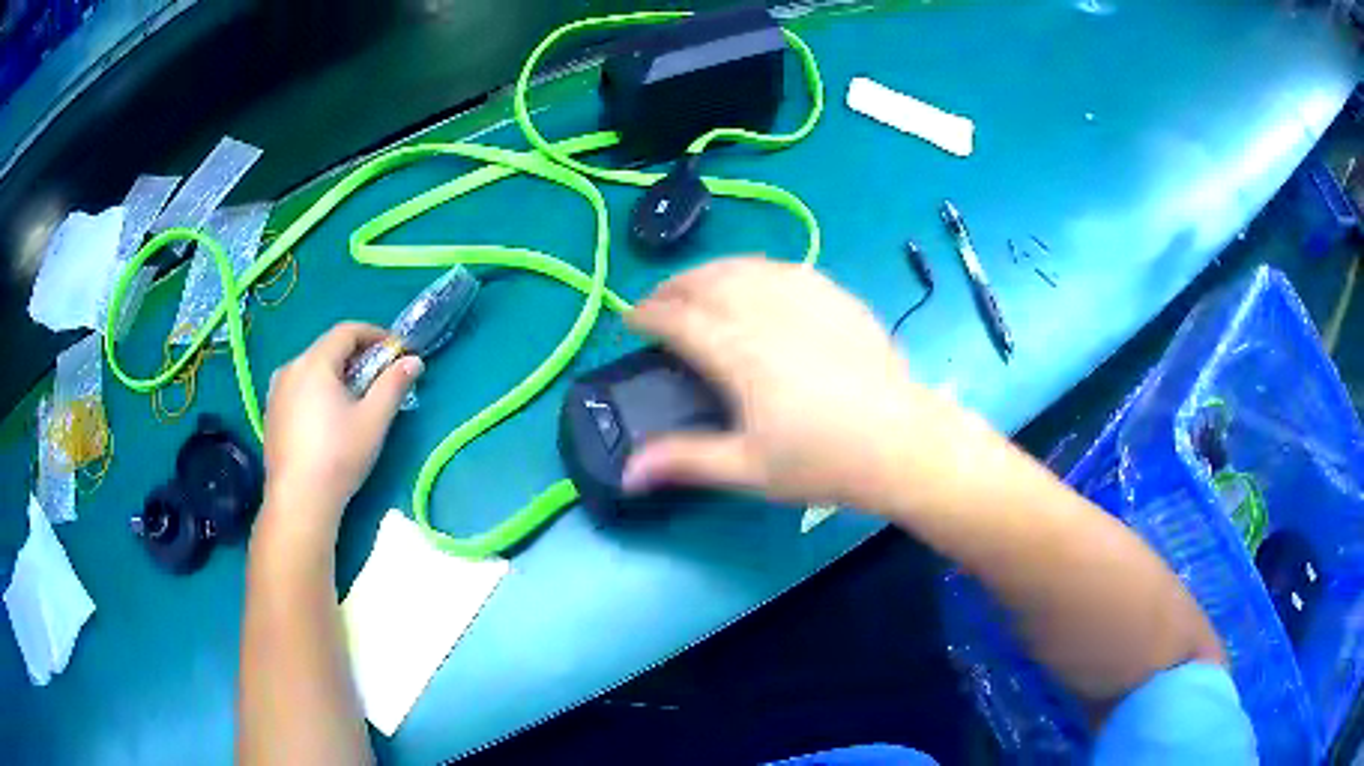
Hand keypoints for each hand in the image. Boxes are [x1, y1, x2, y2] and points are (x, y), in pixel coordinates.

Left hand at [261, 322, 421, 540]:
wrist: (298, 500)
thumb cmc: (338, 456)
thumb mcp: (373, 420)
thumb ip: (394, 384)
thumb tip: (413, 361)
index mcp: (315, 362)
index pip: (347, 331)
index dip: (374, 335)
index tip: (395, 351)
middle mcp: (290, 367)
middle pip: (327, 349)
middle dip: (356, 357)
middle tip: (378, 379)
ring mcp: (275, 391)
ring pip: (311, 370)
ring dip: (335, 375)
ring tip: (353, 401)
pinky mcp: (270, 414)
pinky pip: (298, 389)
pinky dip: (317, 392)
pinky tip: (327, 421)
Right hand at [625, 256, 961, 510]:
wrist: (899, 441)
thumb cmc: (822, 459)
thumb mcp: (748, 468)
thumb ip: (685, 461)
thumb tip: (626, 474)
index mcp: (738, 351)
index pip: (677, 318)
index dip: (646, 314)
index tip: (629, 319)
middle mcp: (766, 311)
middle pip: (707, 281)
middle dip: (673, 287)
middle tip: (658, 303)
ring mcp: (806, 297)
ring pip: (745, 266)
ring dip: (710, 271)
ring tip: (698, 287)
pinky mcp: (836, 297)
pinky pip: (784, 268)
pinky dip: (755, 269)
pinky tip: (757, 282)